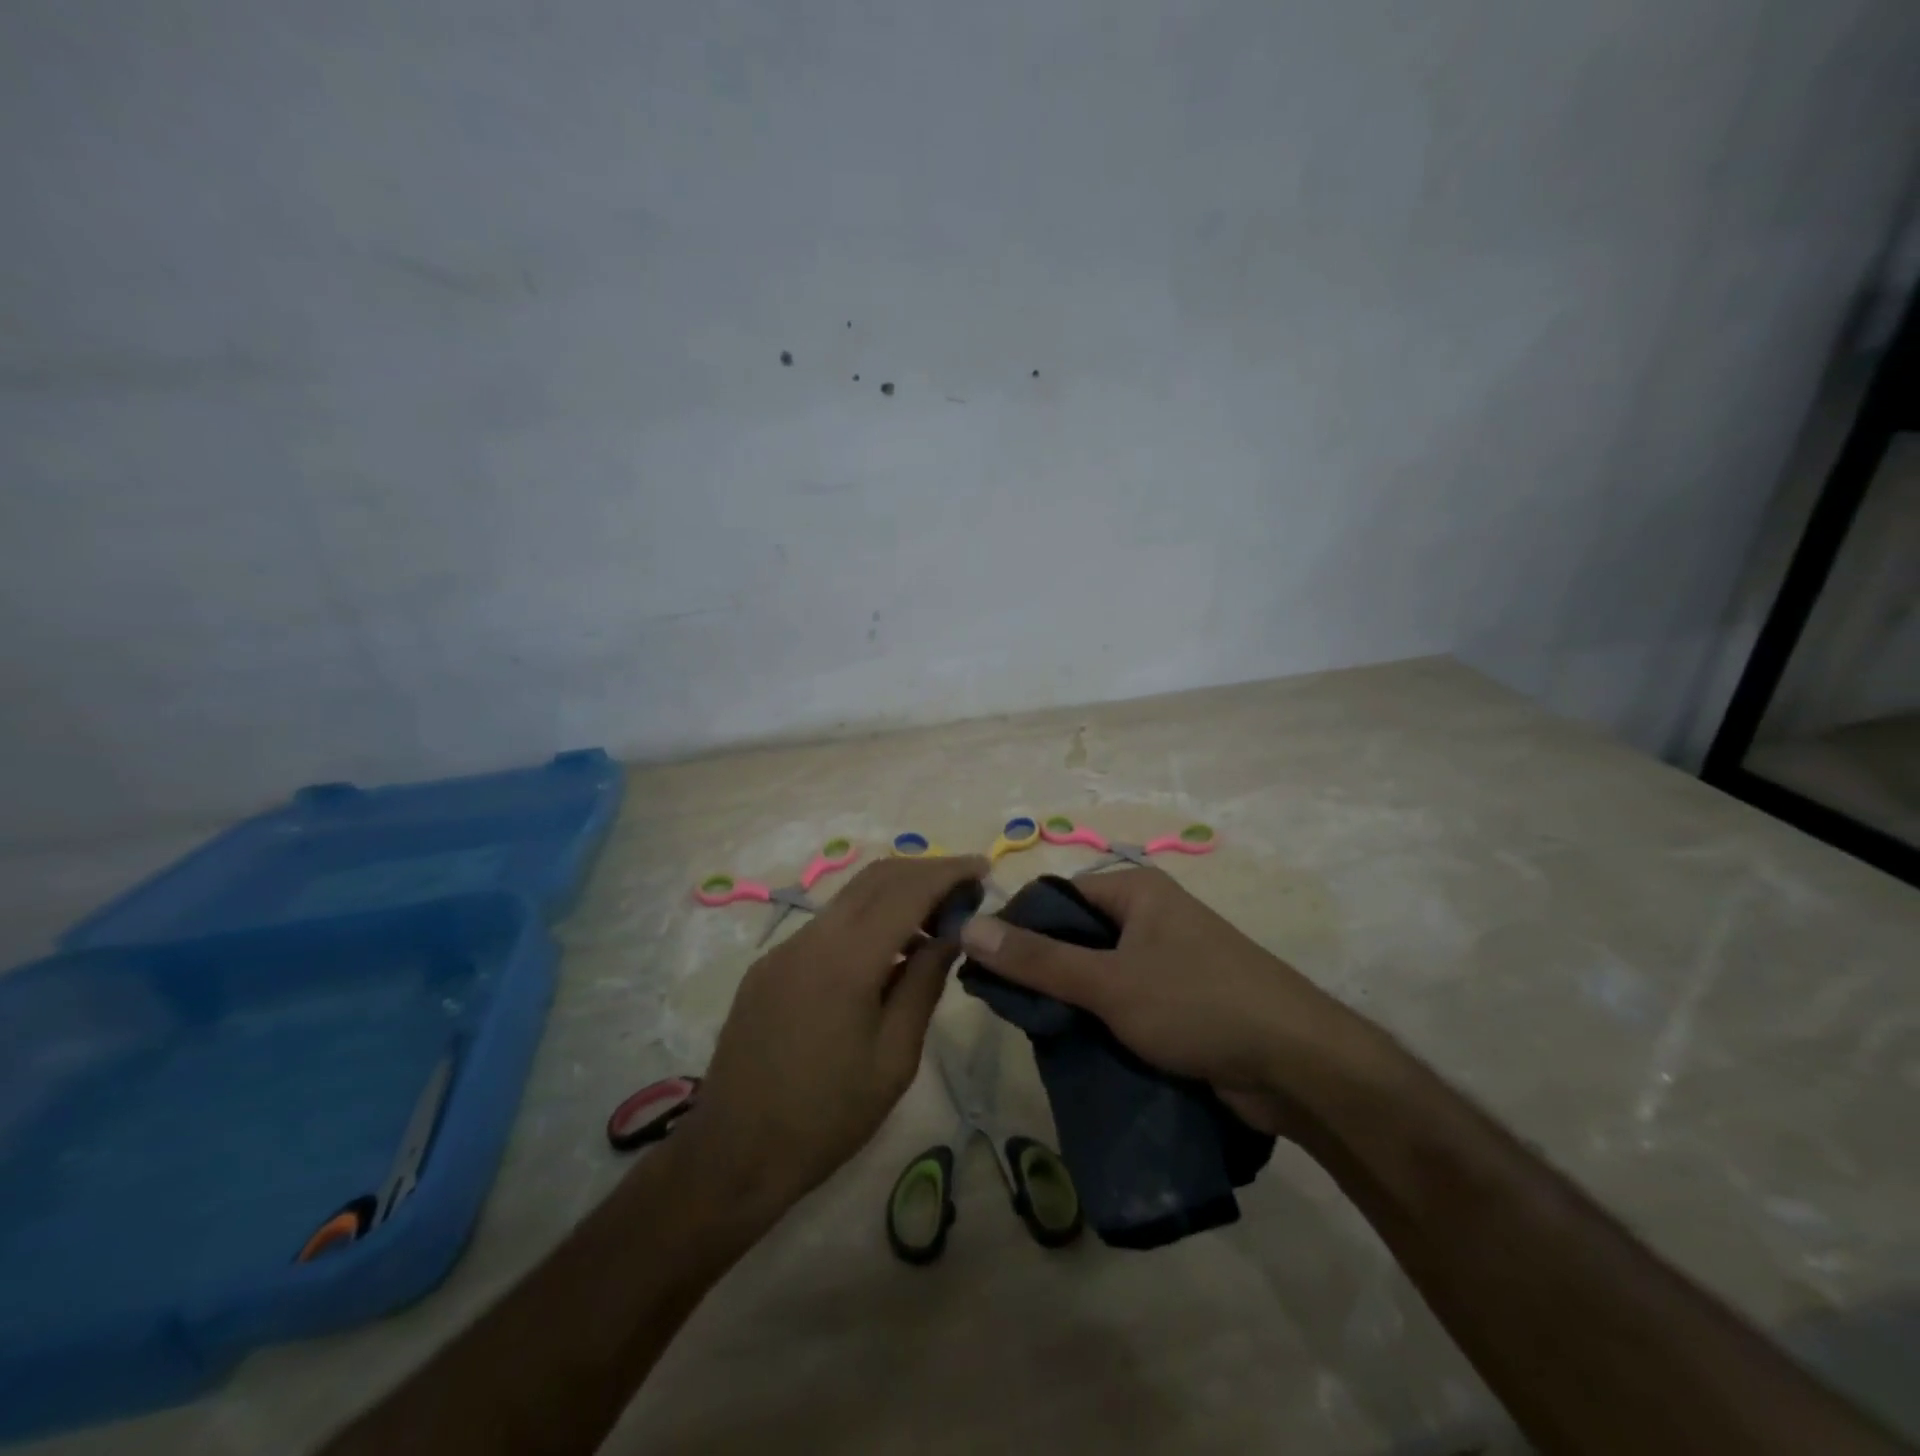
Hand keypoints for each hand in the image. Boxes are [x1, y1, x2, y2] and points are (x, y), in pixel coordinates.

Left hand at [676, 854, 990, 1222]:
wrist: (732, 1155)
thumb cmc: (827, 1116)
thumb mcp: (895, 1058)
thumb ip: (923, 984)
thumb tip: (950, 936)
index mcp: (846, 959)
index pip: (906, 890)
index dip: (948, 872)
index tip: (983, 868)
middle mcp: (811, 938)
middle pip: (875, 878)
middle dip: (924, 872)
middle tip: (964, 890)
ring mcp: (783, 949)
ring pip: (849, 899)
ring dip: (895, 896)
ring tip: (933, 924)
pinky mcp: (769, 966)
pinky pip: (827, 926)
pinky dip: (865, 922)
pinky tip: (885, 955)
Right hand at [957, 868, 1364, 1135]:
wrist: (1298, 1066)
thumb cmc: (1198, 1004)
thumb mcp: (1109, 982)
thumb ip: (1037, 960)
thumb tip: (969, 927)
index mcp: (1136, 891)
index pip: (1058, 896)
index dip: (1019, 926)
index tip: (987, 967)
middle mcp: (1151, 916)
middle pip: (1077, 935)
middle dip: (1044, 970)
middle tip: (1010, 1008)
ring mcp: (1168, 959)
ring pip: (1099, 973)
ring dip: (1072, 1000)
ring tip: (1037, 1030)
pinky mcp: (1180, 1001)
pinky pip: (1124, 1001)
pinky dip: (1101, 1020)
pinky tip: (1076, 1046)